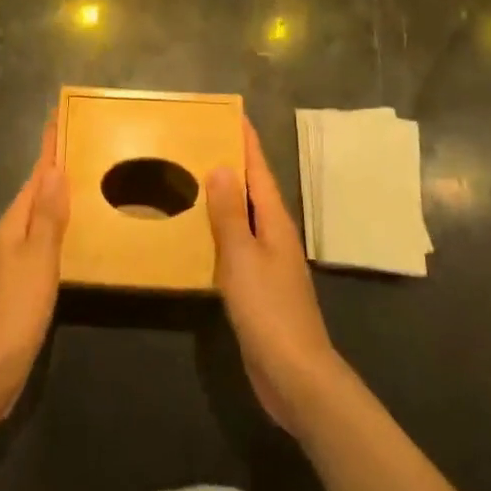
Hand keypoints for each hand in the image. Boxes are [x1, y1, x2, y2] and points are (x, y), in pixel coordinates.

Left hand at [0, 123, 69, 422]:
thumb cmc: (15, 309)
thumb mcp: (38, 259)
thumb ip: (49, 216)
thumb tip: (56, 168)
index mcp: (15, 222)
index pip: (37, 175)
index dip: (49, 148)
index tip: (60, 116)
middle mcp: (12, 233)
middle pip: (37, 191)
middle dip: (56, 166)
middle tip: (81, 142)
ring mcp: (15, 258)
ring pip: (40, 214)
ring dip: (58, 195)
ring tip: (84, 178)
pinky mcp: (22, 280)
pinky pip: (44, 239)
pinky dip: (59, 225)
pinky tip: (74, 232)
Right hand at [207, 118, 342, 433]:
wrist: (296, 376)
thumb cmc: (268, 309)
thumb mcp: (242, 257)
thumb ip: (229, 213)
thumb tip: (221, 166)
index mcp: (275, 222)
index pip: (259, 171)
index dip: (246, 142)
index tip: (231, 114)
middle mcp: (275, 236)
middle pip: (253, 190)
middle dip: (232, 163)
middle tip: (201, 140)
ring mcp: (269, 263)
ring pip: (244, 217)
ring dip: (224, 197)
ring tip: (194, 178)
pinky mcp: (259, 288)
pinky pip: (237, 245)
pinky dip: (220, 230)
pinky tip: (200, 234)